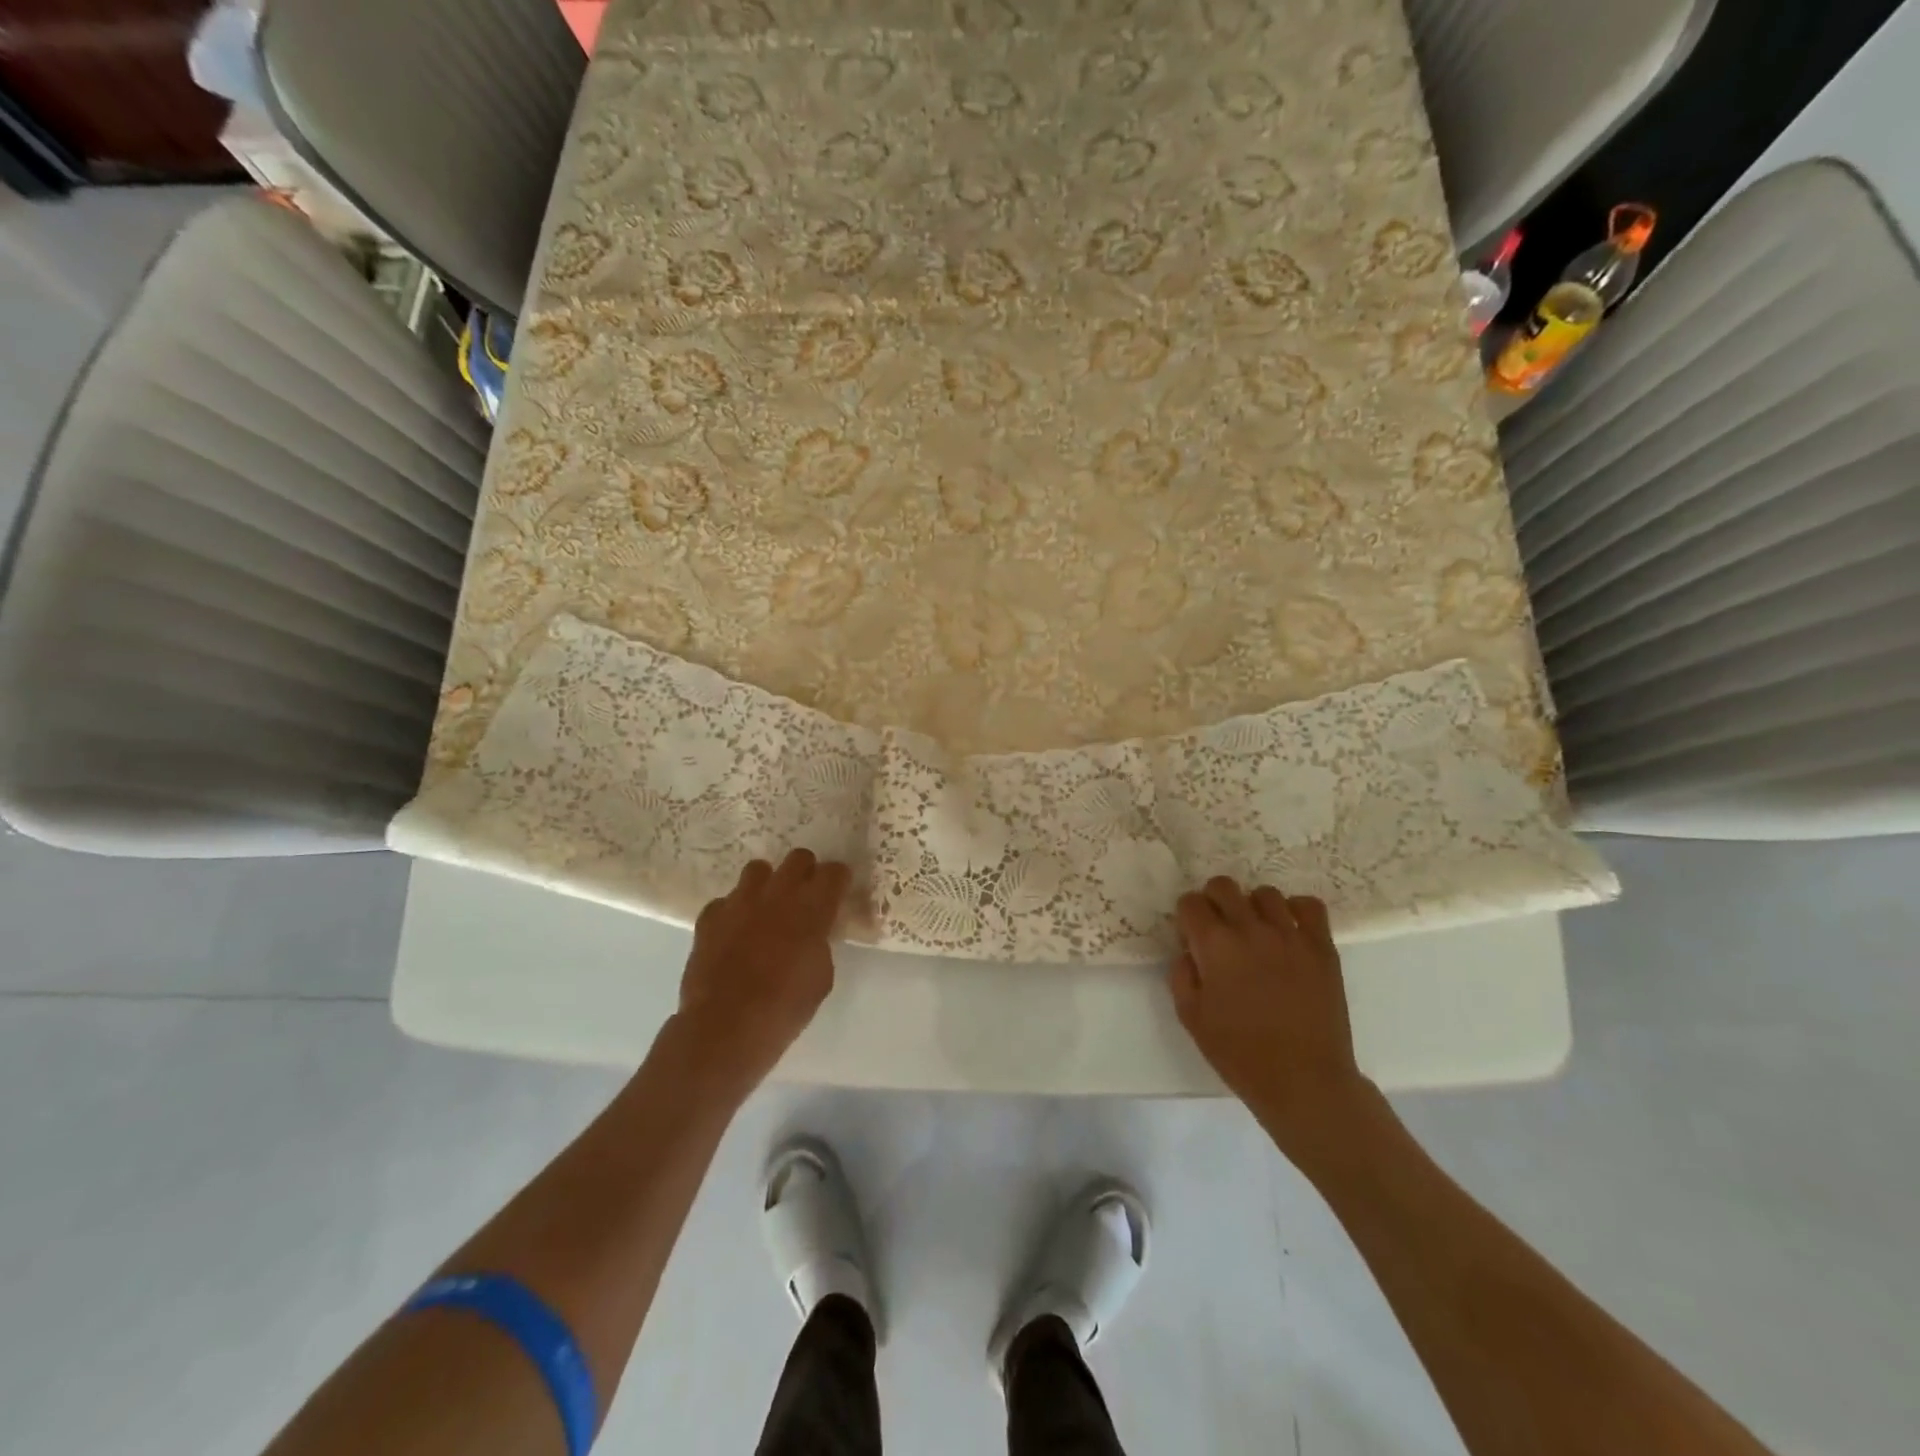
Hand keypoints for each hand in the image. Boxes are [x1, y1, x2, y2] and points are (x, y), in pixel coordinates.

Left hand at [673, 850, 850, 1093]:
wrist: (726, 1027)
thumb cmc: (785, 1007)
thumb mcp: (821, 976)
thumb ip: (820, 943)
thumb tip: (813, 935)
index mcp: (812, 907)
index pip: (834, 872)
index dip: (838, 880)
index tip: (838, 892)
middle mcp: (778, 893)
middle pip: (798, 858)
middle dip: (805, 872)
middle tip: (805, 896)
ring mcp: (740, 901)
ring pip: (758, 870)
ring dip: (768, 884)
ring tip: (767, 908)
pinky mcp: (710, 916)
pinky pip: (726, 901)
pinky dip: (733, 912)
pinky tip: (734, 933)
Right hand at [1171, 878, 1373, 1154]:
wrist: (1304, 1081)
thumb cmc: (1240, 1054)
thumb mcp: (1191, 1017)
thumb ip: (1182, 975)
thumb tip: (1189, 951)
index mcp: (1215, 945)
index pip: (1190, 902)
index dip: (1186, 916)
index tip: (1191, 936)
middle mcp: (1250, 929)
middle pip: (1223, 886)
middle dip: (1213, 901)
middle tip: (1218, 929)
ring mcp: (1290, 935)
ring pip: (1264, 893)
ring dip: (1252, 907)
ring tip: (1255, 932)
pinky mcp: (1322, 947)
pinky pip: (1309, 906)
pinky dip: (1295, 911)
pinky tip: (1289, 932)